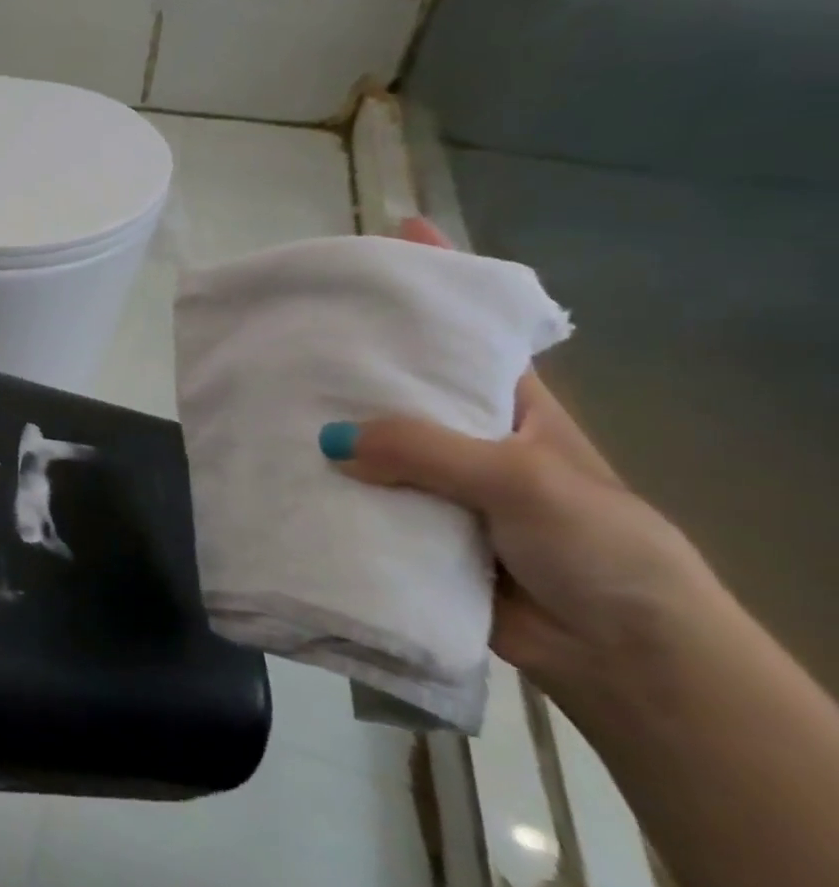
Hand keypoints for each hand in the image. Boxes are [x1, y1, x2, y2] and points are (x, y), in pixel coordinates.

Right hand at [323, 219, 722, 696]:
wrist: (620, 654)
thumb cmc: (598, 545)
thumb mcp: (523, 478)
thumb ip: (429, 451)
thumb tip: (329, 437)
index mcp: (509, 404)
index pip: (468, 326)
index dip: (438, 278)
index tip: (392, 231)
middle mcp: (465, 433)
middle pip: (403, 379)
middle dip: (355, 351)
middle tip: (293, 321)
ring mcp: (434, 482)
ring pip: (371, 439)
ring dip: (328, 423)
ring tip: (266, 391)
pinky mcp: (410, 528)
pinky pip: (358, 497)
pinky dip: (324, 485)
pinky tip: (280, 469)